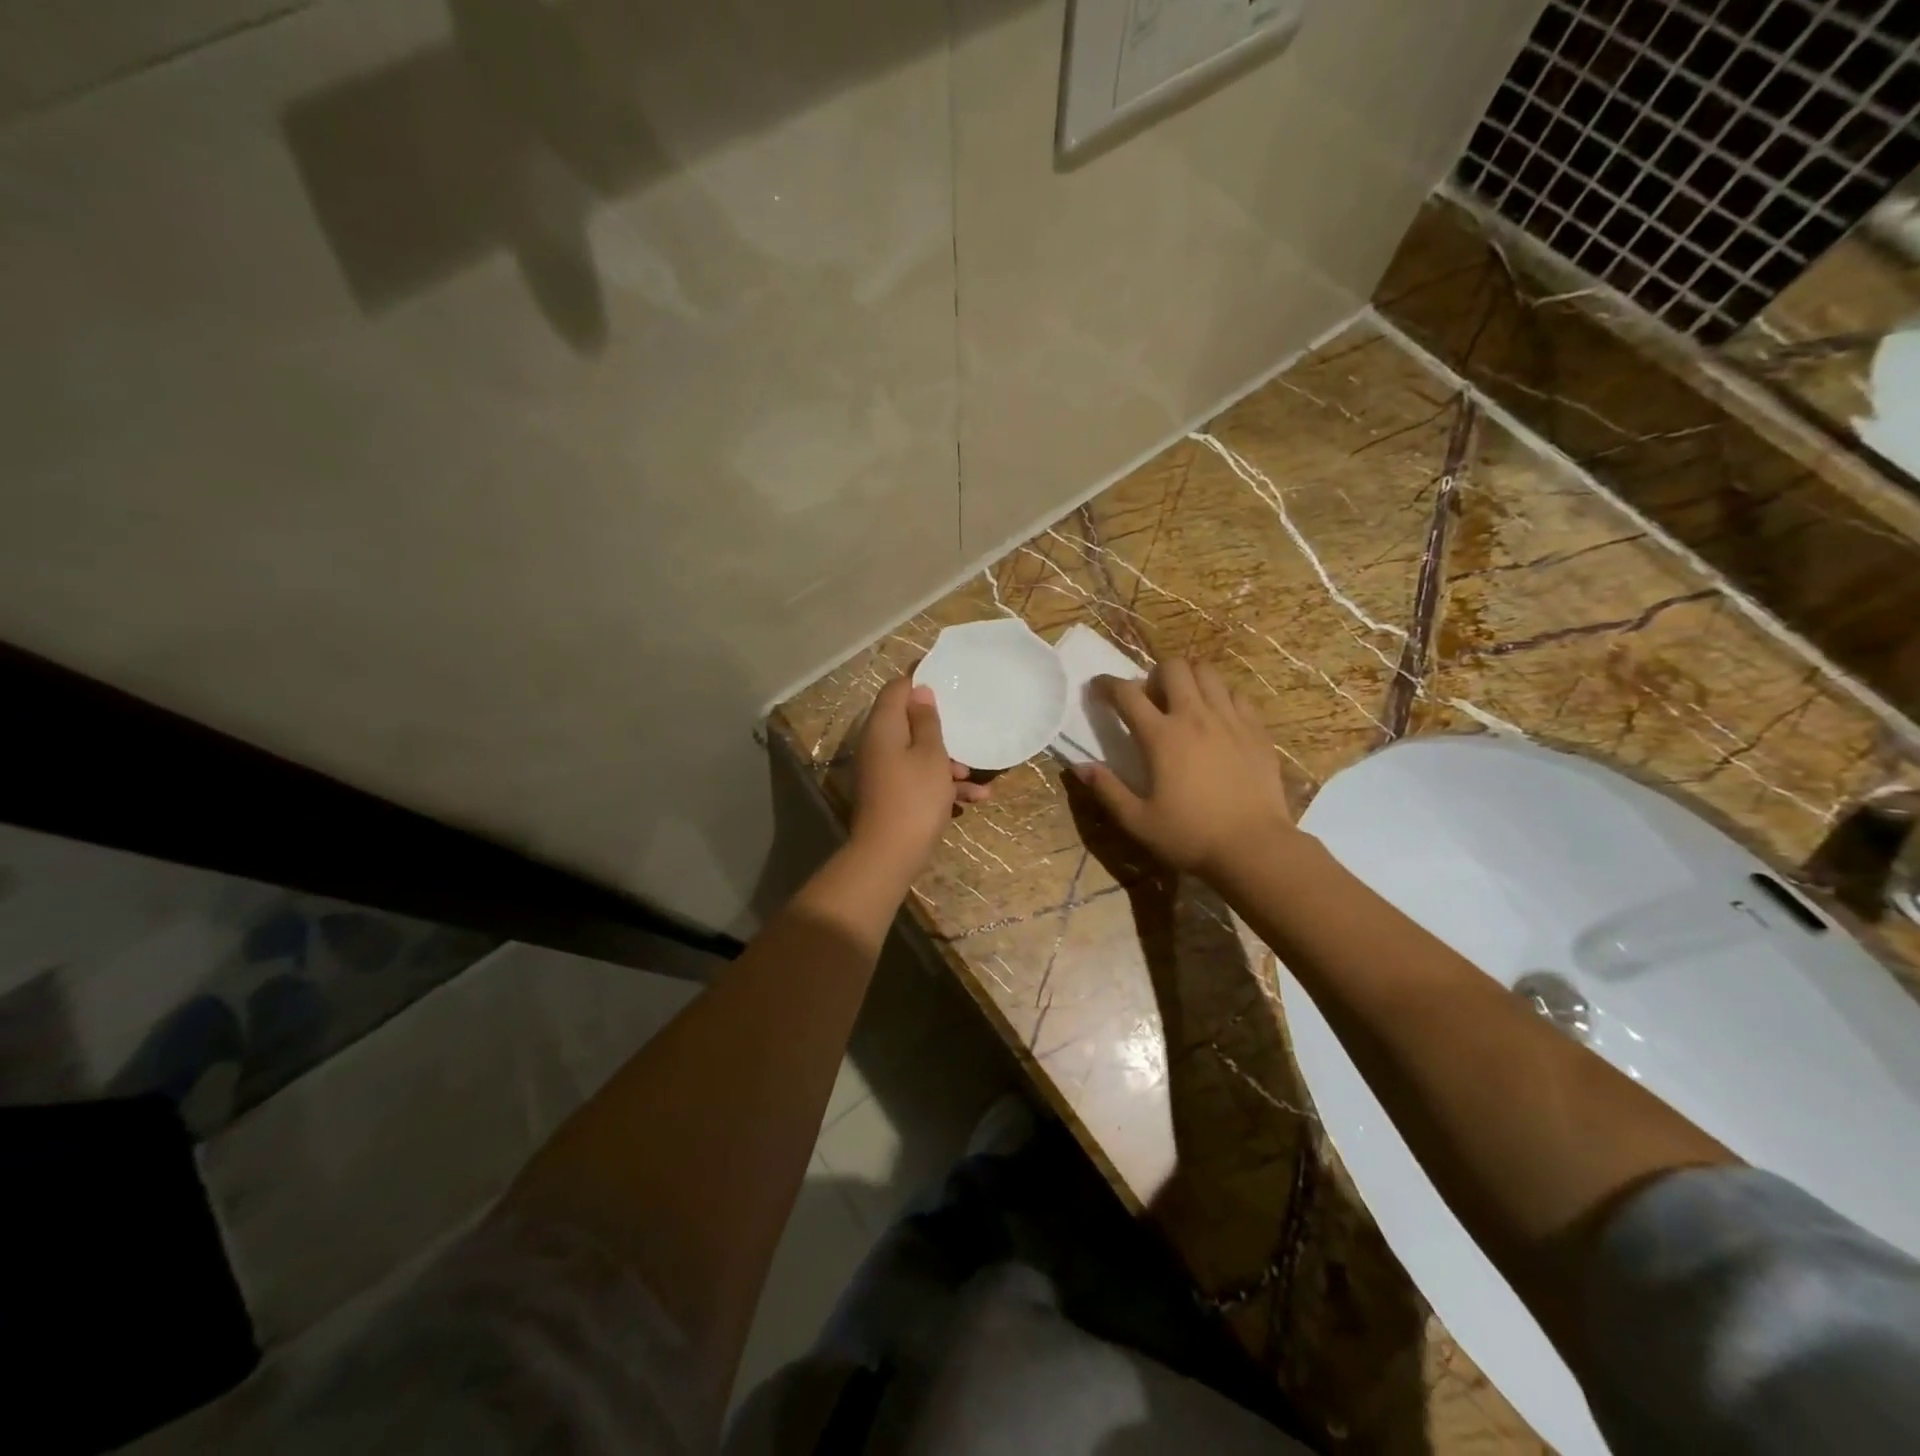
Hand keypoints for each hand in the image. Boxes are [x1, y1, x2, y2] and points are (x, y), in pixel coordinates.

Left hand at [850, 676, 988, 873]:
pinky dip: (941, 784)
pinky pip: (917, 778)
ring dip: (947, 762)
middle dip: (940, 727)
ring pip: (917, 753)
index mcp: (883, 727)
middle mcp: (878, 744)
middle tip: (967, 726)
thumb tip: (918, 691)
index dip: (919, 680)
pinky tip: (974, 799)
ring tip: (974, 776)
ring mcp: (882, 771)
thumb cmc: (915, 797)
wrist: (889, 855)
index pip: (896, 689)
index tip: (947, 679)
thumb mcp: (931, 755)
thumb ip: (927, 720)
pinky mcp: (890, 794)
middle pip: (908, 722)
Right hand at [1073, 659, 1295, 878]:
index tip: (1097, 688)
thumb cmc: (1190, 836)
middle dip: (1154, 674)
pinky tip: (1217, 718)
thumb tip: (1080, 768)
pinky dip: (1220, 697)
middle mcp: (1195, 717)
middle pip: (1173, 668)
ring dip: (1189, 679)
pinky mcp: (1256, 730)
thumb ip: (1107, 790)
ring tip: (1184, 702)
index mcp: (1161, 737)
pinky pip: (1236, 695)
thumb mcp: (1137, 821)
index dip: (1107, 685)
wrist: (1255, 848)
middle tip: (1150, 698)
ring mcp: (1230, 720)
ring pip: (1207, 673)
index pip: (1126, 693)